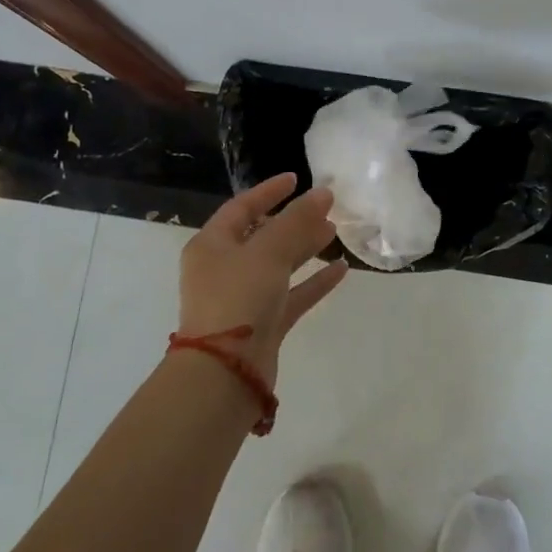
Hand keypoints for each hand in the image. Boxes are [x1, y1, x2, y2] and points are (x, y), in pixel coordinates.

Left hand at [179, 173, 347, 384]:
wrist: (225, 373)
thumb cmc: (238, 299)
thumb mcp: (267, 252)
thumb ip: (297, 221)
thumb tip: (323, 193)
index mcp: (212, 245)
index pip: (241, 208)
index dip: (269, 192)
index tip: (296, 179)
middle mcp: (224, 269)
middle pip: (262, 236)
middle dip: (294, 221)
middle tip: (326, 209)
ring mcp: (244, 298)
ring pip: (278, 265)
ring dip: (305, 249)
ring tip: (335, 233)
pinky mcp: (263, 324)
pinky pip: (291, 295)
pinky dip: (313, 282)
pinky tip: (340, 270)